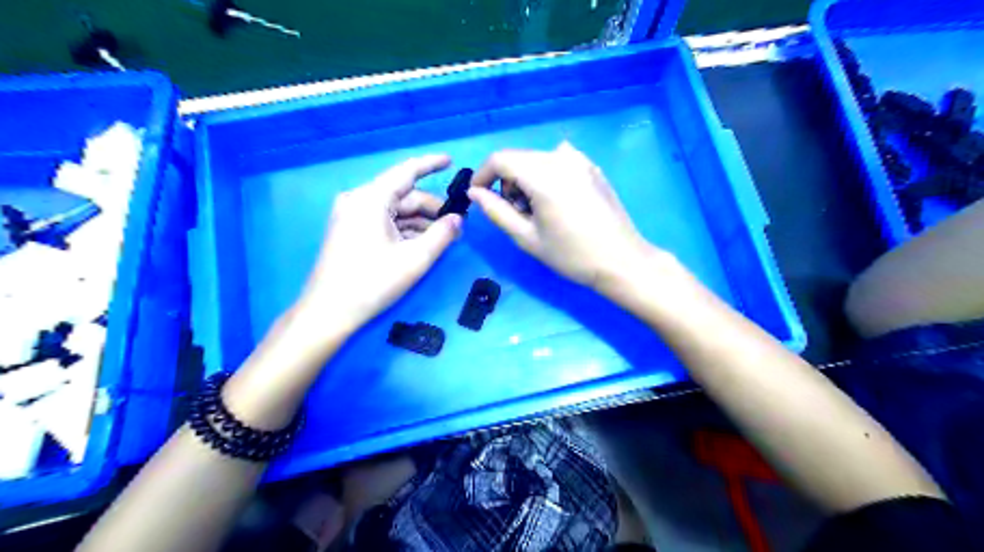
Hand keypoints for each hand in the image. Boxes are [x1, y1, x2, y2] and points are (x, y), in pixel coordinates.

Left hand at [293, 155, 463, 335]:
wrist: (328, 312)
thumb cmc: (373, 282)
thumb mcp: (415, 258)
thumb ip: (442, 234)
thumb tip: (459, 219)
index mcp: (371, 198)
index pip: (407, 171)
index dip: (431, 165)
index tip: (451, 161)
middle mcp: (358, 200)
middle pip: (403, 195)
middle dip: (431, 208)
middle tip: (457, 224)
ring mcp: (351, 216)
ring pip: (394, 211)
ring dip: (420, 222)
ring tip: (444, 238)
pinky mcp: (349, 231)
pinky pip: (383, 222)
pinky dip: (404, 230)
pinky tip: (421, 244)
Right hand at [471, 143, 655, 289]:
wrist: (621, 261)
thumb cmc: (571, 255)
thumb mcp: (527, 237)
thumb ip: (496, 211)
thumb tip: (474, 193)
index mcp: (543, 175)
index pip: (500, 159)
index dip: (482, 175)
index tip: (477, 196)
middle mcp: (561, 157)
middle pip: (518, 158)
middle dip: (506, 182)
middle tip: (515, 214)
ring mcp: (580, 159)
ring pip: (537, 160)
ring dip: (526, 180)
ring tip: (537, 211)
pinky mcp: (591, 166)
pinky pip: (557, 161)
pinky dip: (546, 176)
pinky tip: (557, 202)